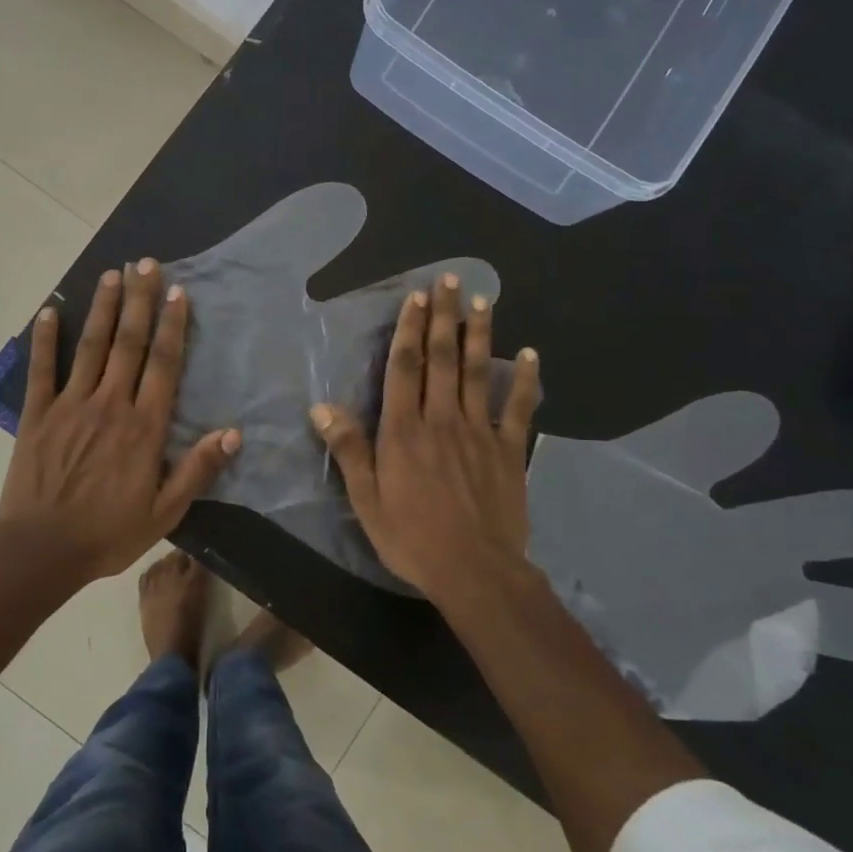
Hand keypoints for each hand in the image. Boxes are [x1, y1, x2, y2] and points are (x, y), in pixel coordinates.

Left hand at [0, 259, 240, 582]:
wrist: (41, 550)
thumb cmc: (108, 533)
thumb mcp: (164, 512)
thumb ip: (197, 470)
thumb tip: (232, 433)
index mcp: (144, 426)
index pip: (164, 364)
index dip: (173, 325)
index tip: (177, 291)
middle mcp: (110, 404)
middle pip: (128, 342)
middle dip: (139, 300)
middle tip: (146, 263)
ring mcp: (70, 405)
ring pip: (90, 345)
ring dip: (102, 307)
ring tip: (112, 273)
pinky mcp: (37, 414)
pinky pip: (42, 369)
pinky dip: (44, 338)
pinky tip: (48, 310)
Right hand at [308, 273, 540, 607]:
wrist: (475, 571)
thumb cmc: (412, 537)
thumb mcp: (366, 500)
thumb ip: (350, 450)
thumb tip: (322, 408)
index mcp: (404, 431)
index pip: (406, 368)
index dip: (410, 329)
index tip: (415, 297)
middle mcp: (442, 419)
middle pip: (442, 358)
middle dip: (444, 317)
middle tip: (449, 280)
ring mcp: (480, 432)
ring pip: (477, 373)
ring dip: (479, 334)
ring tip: (482, 300)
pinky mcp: (509, 450)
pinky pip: (519, 408)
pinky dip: (525, 380)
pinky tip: (530, 354)